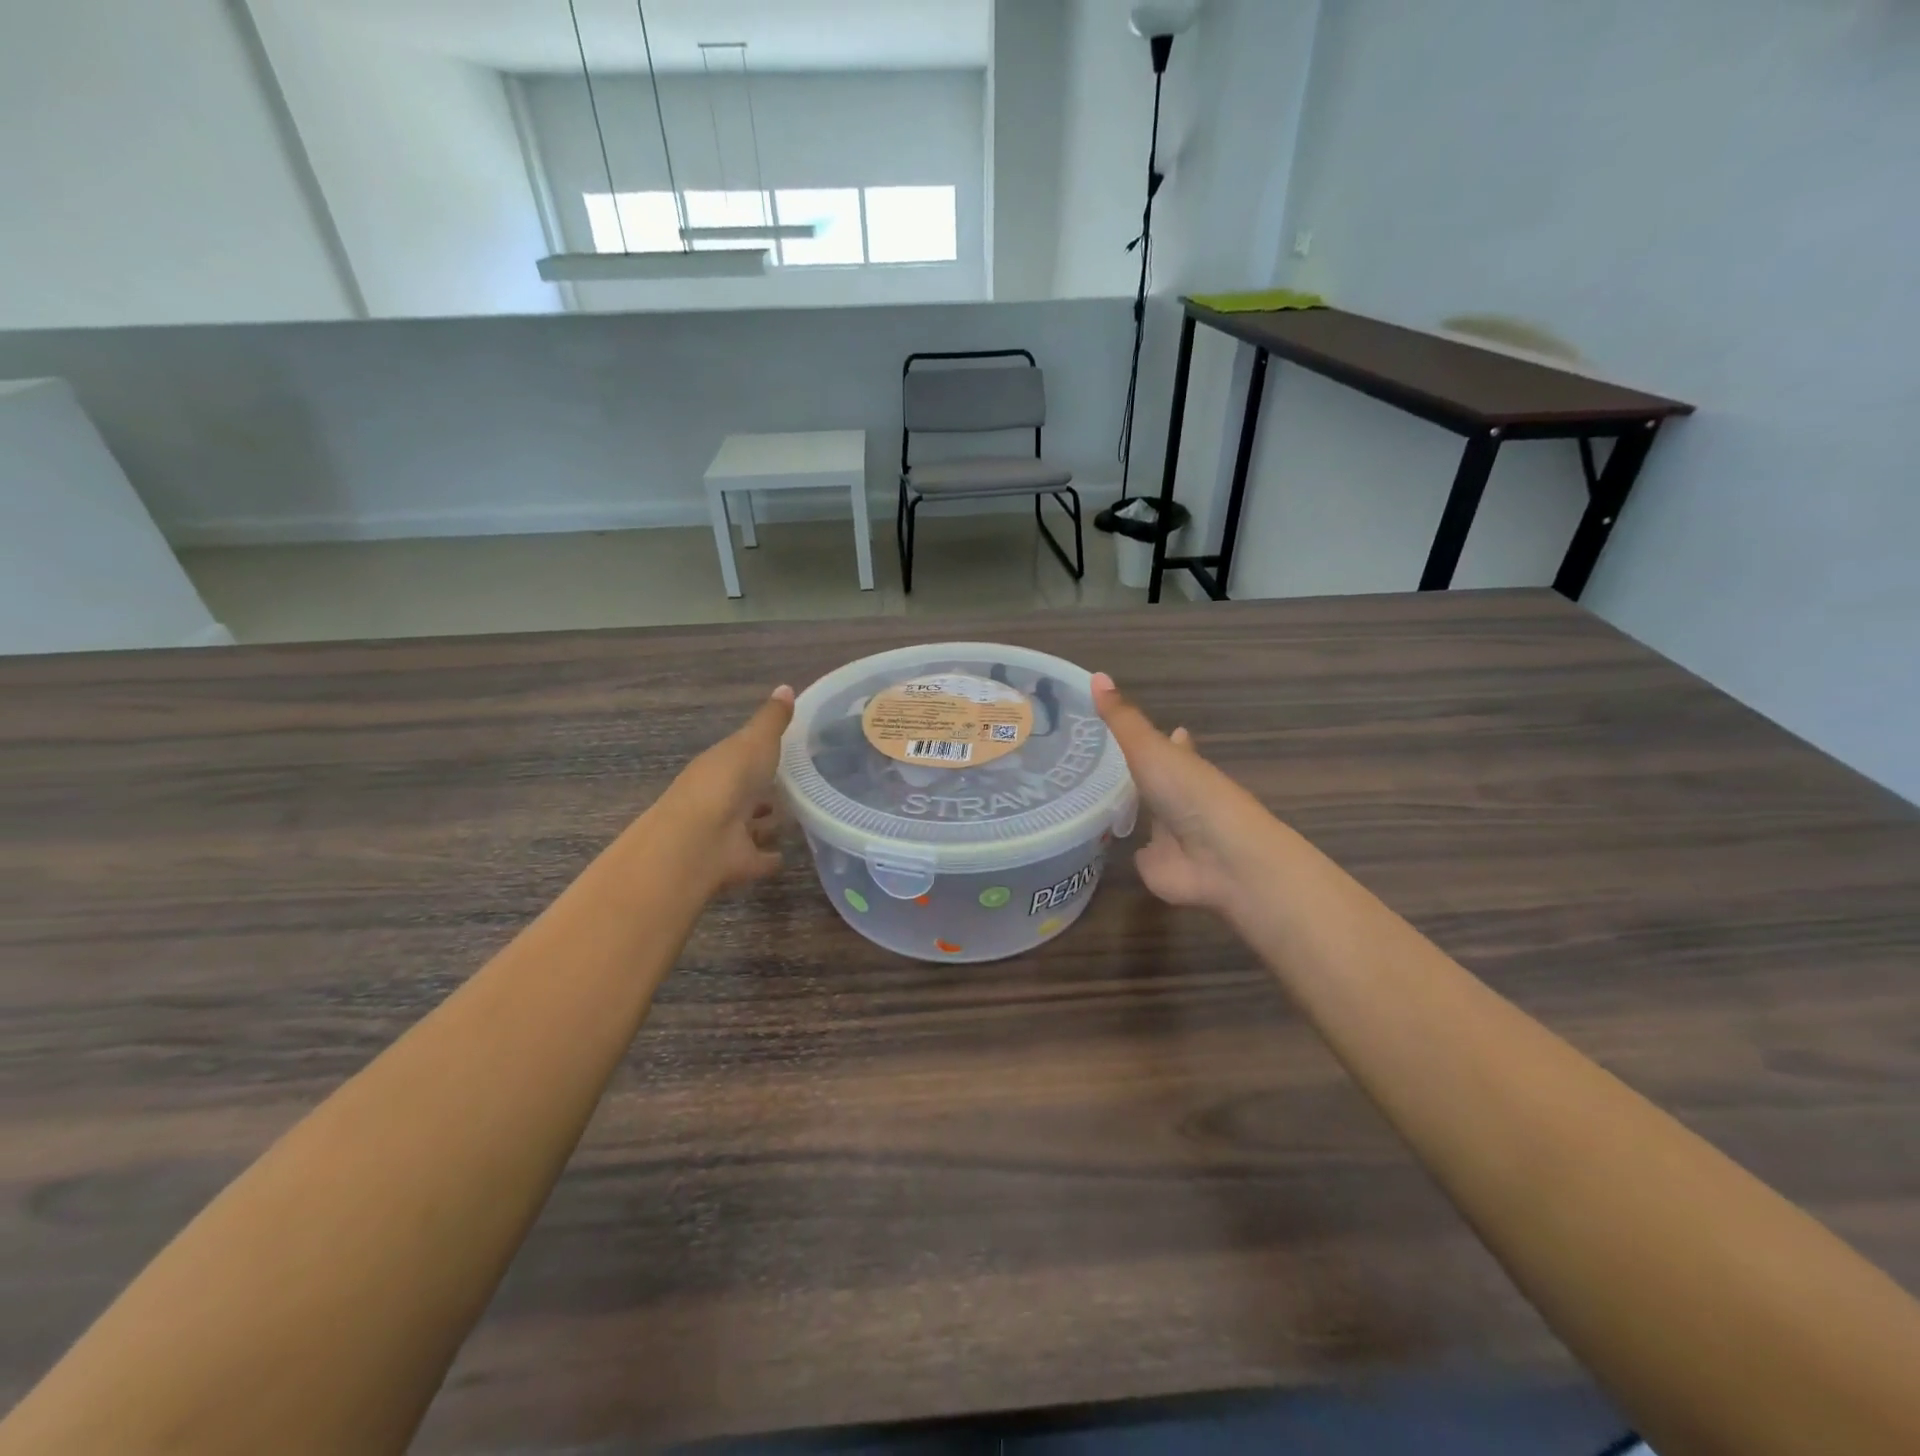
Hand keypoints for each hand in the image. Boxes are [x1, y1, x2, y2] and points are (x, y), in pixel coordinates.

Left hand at [649, 685, 795, 895]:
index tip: (788, 751)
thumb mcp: (755, 741)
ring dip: (767, 823)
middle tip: (797, 787)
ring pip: (752, 825)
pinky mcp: (738, 862)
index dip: (762, 753)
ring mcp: (728, 832)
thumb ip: (772, 720)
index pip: (743, 755)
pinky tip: (786, 855)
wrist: (701, 840)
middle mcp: (722, 797)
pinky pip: (759, 858)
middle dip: (766, 791)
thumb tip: (786, 686)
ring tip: (796, 819)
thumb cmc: (728, 782)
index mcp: (721, 765)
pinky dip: (770, 857)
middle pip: (748, 792)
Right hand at [1092, 672, 1289, 923]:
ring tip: (1087, 796)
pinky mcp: (1155, 863)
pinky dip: (1122, 849)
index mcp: (1183, 765)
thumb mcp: (1150, 749)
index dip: (1157, 735)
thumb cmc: (1189, 794)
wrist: (1219, 859)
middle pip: (1154, 781)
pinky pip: (1134, 852)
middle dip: (1134, 772)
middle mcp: (1177, 797)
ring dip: (1125, 809)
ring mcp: (1167, 833)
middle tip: (1097, 761)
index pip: (1169, 745)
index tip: (1129, 725)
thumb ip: (1121, 720)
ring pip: (1144, 817)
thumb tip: (1095, 675)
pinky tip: (1098, 842)